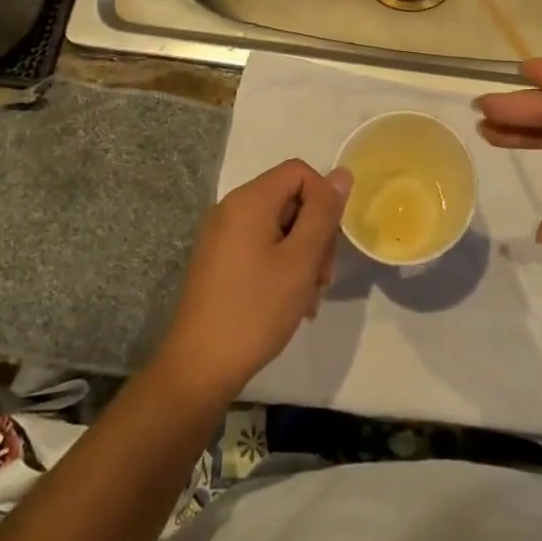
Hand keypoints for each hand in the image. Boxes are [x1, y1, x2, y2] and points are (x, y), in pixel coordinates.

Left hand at [156, 159, 352, 403]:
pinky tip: (290, 301)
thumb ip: (324, 213)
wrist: (199, 368)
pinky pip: (260, 246)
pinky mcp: (218, 261)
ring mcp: (221, 236)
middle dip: (315, 232)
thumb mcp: (301, 259)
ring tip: (308, 296)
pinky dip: (281, 265)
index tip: (330, 242)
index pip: (299, 172)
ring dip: (302, 255)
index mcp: (249, 200)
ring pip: (278, 227)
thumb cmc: (255, 309)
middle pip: (289, 199)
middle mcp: (230, 209)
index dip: (323, 199)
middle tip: (323, 276)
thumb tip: (342, 173)